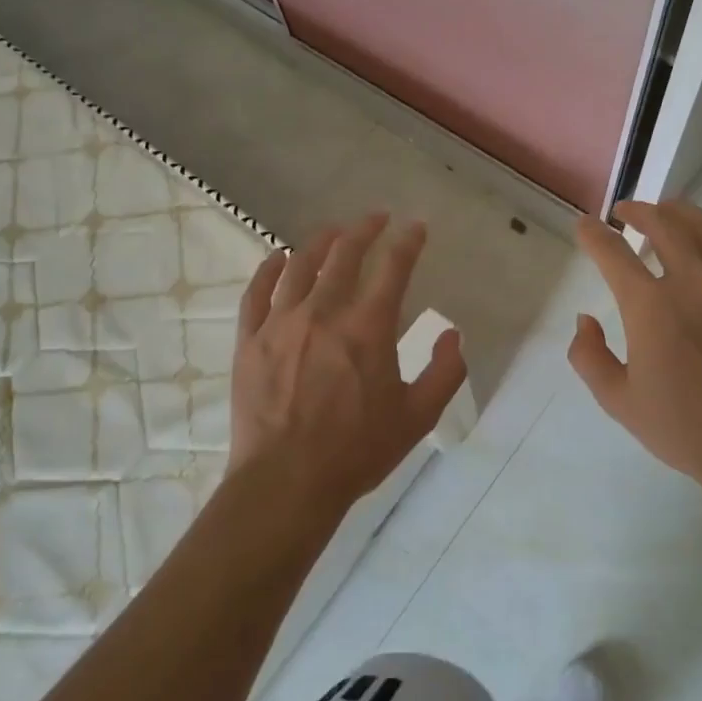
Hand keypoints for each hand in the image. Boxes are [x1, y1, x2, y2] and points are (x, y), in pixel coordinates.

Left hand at [230, 214, 467, 515]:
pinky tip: (278, 258)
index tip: (415, 227)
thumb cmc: (357, 452)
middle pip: (344, 255)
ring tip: (332, 231)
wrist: (287, 482)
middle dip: (364, 229)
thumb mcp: (417, 417)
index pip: (393, 268)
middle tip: (376, 218)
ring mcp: (281, 323)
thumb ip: (445, 372)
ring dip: (320, 241)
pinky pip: (257, 292)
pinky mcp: (250, 340)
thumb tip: (451, 333)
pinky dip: (269, 269)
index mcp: (367, 329)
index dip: (407, 241)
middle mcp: (323, 313)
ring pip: (299, 265)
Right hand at [569, 199, 701, 508]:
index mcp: (650, 308)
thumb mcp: (619, 402)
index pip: (612, 253)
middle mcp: (693, 282)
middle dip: (638, 211)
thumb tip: (584, 320)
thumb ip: (588, 357)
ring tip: (668, 213)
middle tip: (626, 213)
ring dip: (681, 212)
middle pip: (662, 224)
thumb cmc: (686, 430)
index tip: (585, 226)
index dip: (593, 235)